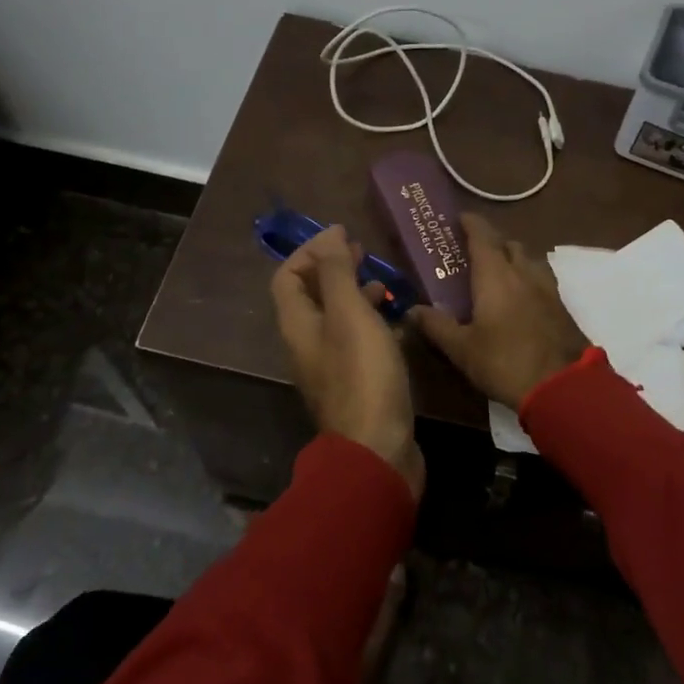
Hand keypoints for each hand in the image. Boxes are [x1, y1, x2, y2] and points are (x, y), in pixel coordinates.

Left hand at [270, 225, 423, 498]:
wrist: (378, 449)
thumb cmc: (363, 375)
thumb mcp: (349, 314)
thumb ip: (337, 273)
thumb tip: (329, 234)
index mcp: (298, 325)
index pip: (287, 277)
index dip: (309, 252)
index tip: (342, 236)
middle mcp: (307, 344)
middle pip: (310, 296)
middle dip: (333, 269)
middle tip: (363, 253)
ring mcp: (330, 366)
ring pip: (336, 318)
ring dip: (353, 294)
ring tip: (383, 283)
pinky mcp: (355, 383)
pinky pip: (356, 341)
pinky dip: (370, 323)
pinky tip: (396, 321)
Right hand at [411, 213, 588, 411]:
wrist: (563, 386)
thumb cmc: (505, 362)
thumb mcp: (462, 349)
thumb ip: (437, 326)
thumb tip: (411, 310)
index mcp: (495, 276)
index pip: (483, 237)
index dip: (471, 224)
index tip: (460, 218)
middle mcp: (523, 273)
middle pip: (509, 244)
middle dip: (492, 241)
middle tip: (474, 251)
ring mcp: (547, 289)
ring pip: (529, 260)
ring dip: (514, 258)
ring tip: (500, 272)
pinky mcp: (562, 307)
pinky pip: (542, 279)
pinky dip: (528, 278)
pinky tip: (522, 297)